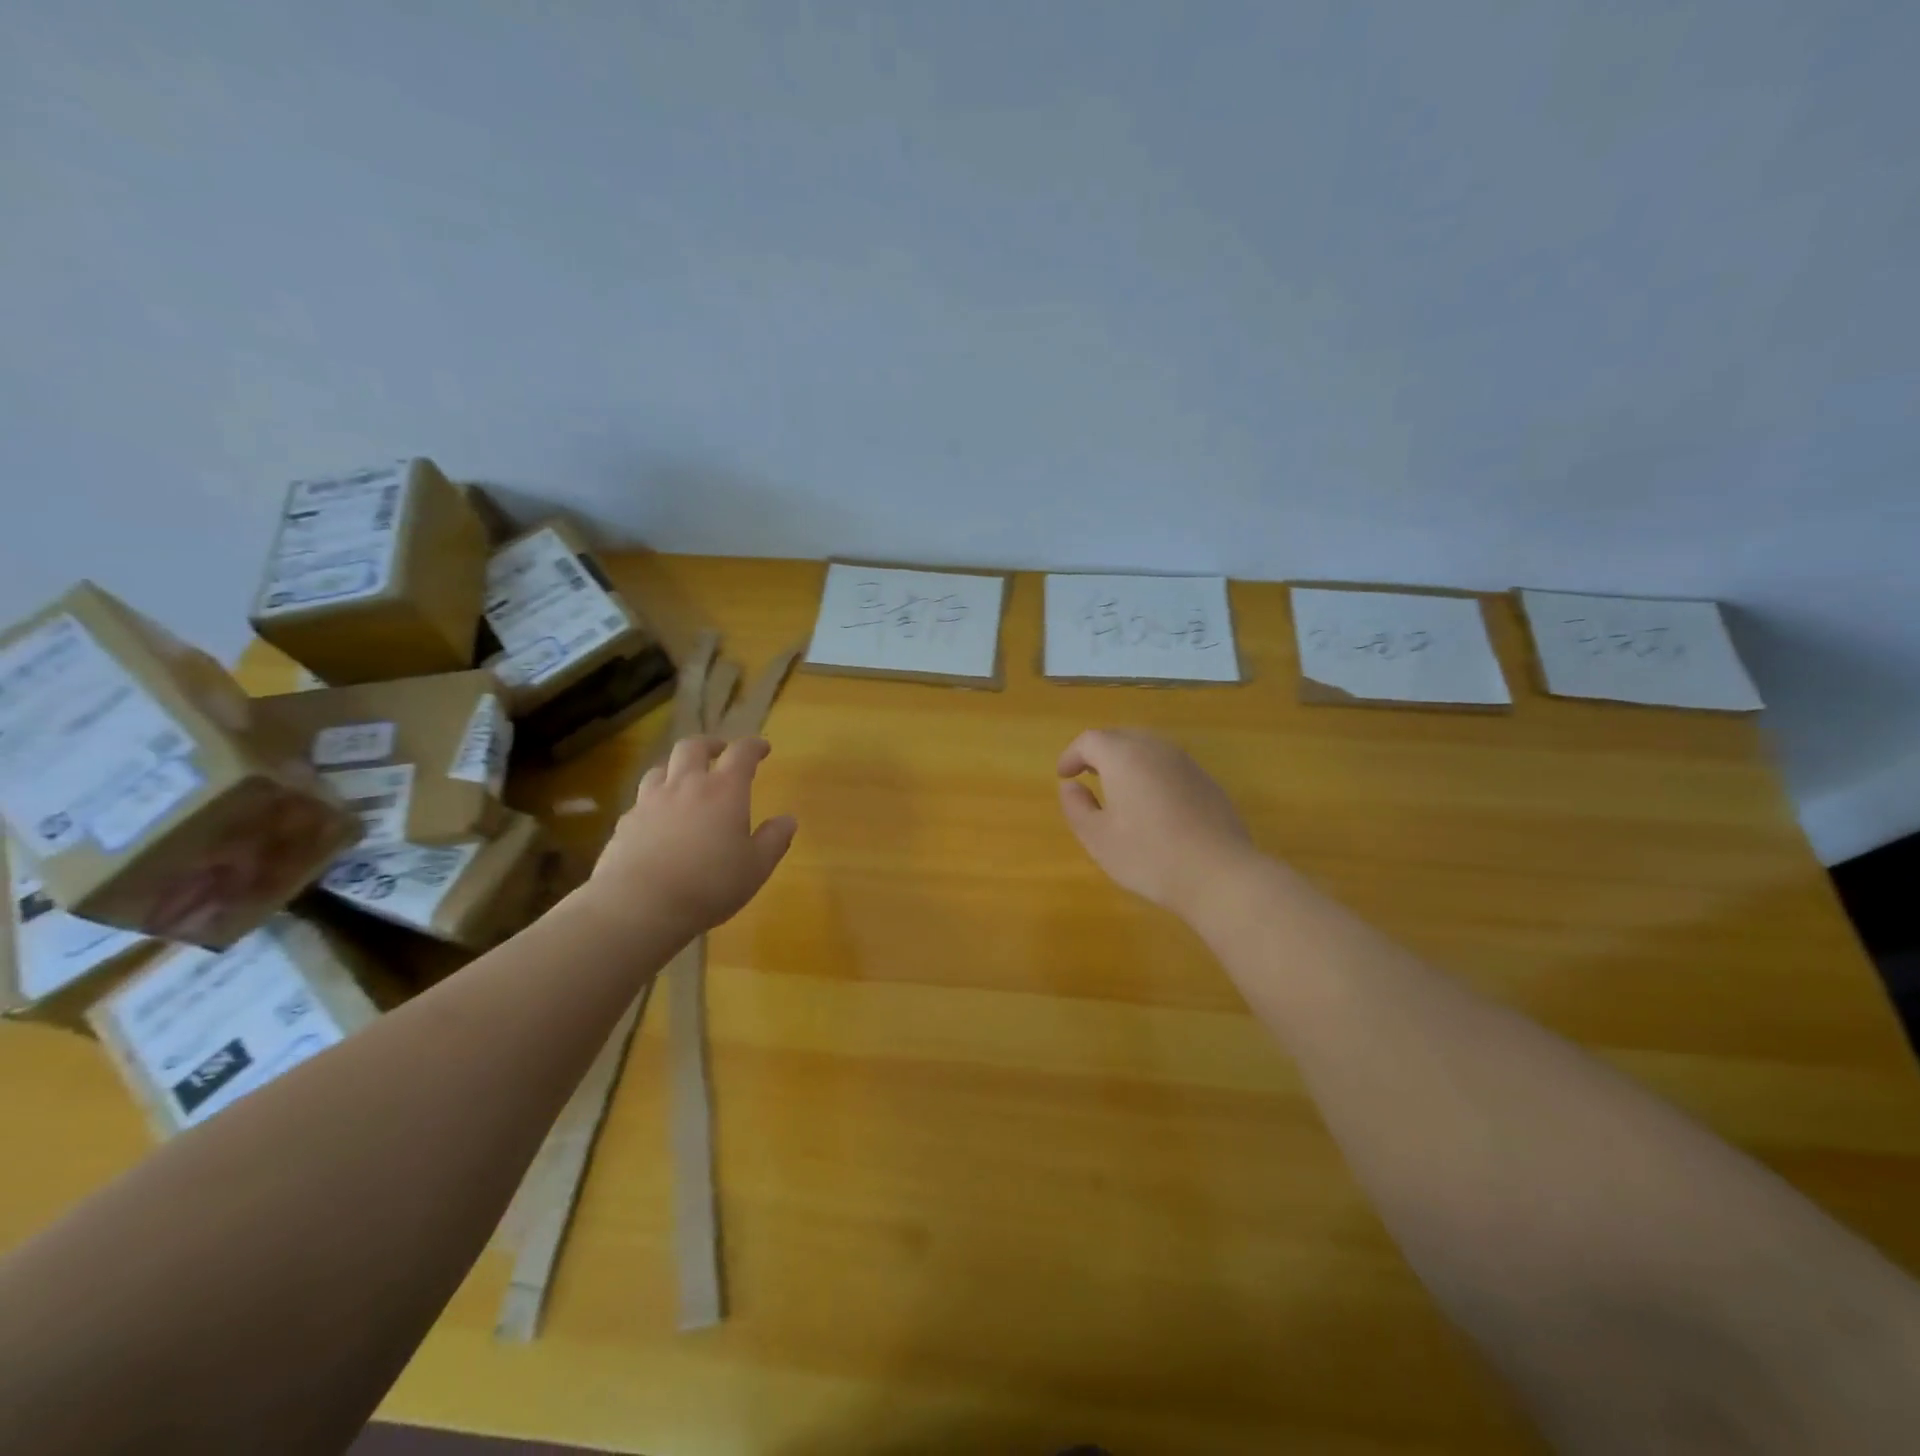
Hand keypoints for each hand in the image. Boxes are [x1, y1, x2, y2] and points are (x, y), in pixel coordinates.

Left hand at [586, 736, 796, 934]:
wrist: (639, 905)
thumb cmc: (709, 884)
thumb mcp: (756, 867)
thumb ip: (774, 839)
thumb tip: (787, 819)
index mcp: (724, 790)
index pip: (741, 753)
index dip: (753, 746)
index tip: (762, 748)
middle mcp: (686, 785)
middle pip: (693, 747)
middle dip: (709, 744)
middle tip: (719, 751)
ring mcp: (650, 801)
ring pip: (661, 768)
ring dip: (676, 767)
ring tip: (684, 779)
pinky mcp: (625, 822)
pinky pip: (642, 799)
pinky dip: (655, 799)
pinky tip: (658, 817)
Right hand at [1057, 728, 1257, 919]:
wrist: (1220, 874)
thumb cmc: (1149, 856)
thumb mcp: (1098, 838)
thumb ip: (1077, 807)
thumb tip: (1071, 787)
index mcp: (1123, 757)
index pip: (1090, 740)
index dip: (1072, 755)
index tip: (1063, 775)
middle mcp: (1155, 749)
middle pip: (1121, 737)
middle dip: (1099, 752)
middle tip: (1087, 775)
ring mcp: (1186, 763)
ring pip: (1148, 748)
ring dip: (1127, 760)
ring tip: (1117, 788)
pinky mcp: (1207, 781)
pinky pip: (1169, 765)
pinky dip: (1152, 773)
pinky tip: (1152, 804)